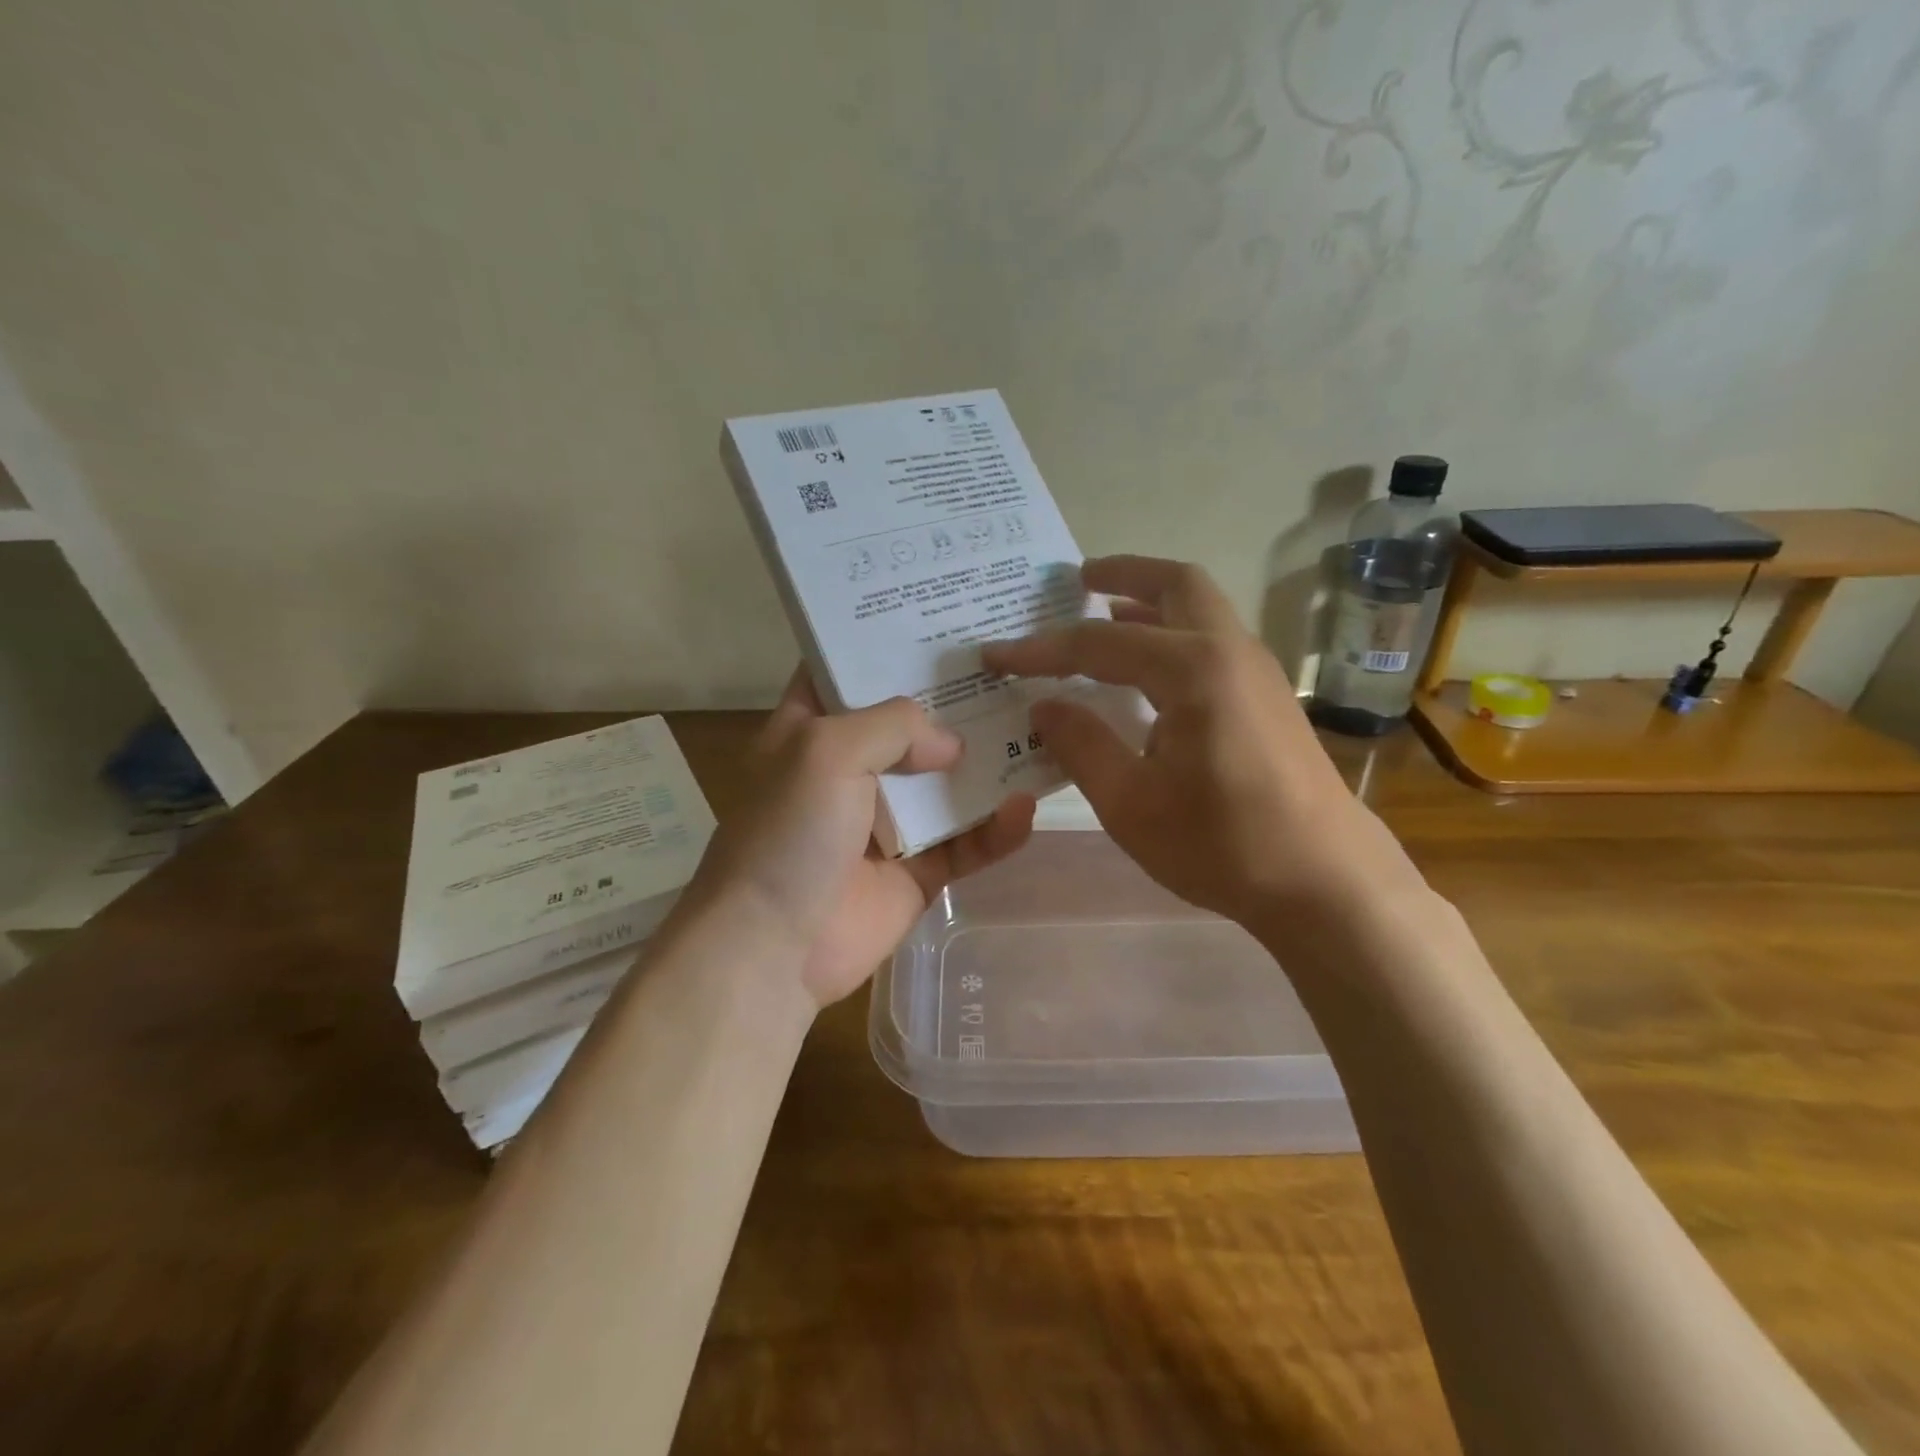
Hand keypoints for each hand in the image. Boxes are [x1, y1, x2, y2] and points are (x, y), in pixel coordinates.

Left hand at [691, 670, 1035, 1007]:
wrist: (773, 949)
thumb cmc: (788, 834)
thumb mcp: (827, 751)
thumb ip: (894, 725)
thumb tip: (951, 744)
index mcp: (811, 731)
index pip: (847, 672)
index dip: (885, 643)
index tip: (938, 617)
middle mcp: (850, 770)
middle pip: (910, 724)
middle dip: (956, 700)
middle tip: (1012, 667)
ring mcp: (887, 823)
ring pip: (948, 783)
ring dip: (988, 764)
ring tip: (1038, 730)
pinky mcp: (917, 871)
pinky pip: (966, 844)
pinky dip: (996, 830)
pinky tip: (1026, 809)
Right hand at [982, 556, 1420, 931]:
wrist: (1325, 881)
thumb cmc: (1222, 844)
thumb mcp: (1131, 803)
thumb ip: (1082, 744)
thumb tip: (1043, 706)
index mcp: (1193, 670)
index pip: (1099, 644)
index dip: (1041, 649)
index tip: (994, 654)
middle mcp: (1230, 651)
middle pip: (1175, 583)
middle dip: (1122, 574)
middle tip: (1076, 580)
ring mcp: (1256, 672)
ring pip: (1199, 609)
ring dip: (1149, 603)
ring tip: (1101, 614)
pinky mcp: (1266, 697)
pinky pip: (1210, 642)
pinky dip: (1171, 635)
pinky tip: (1144, 673)